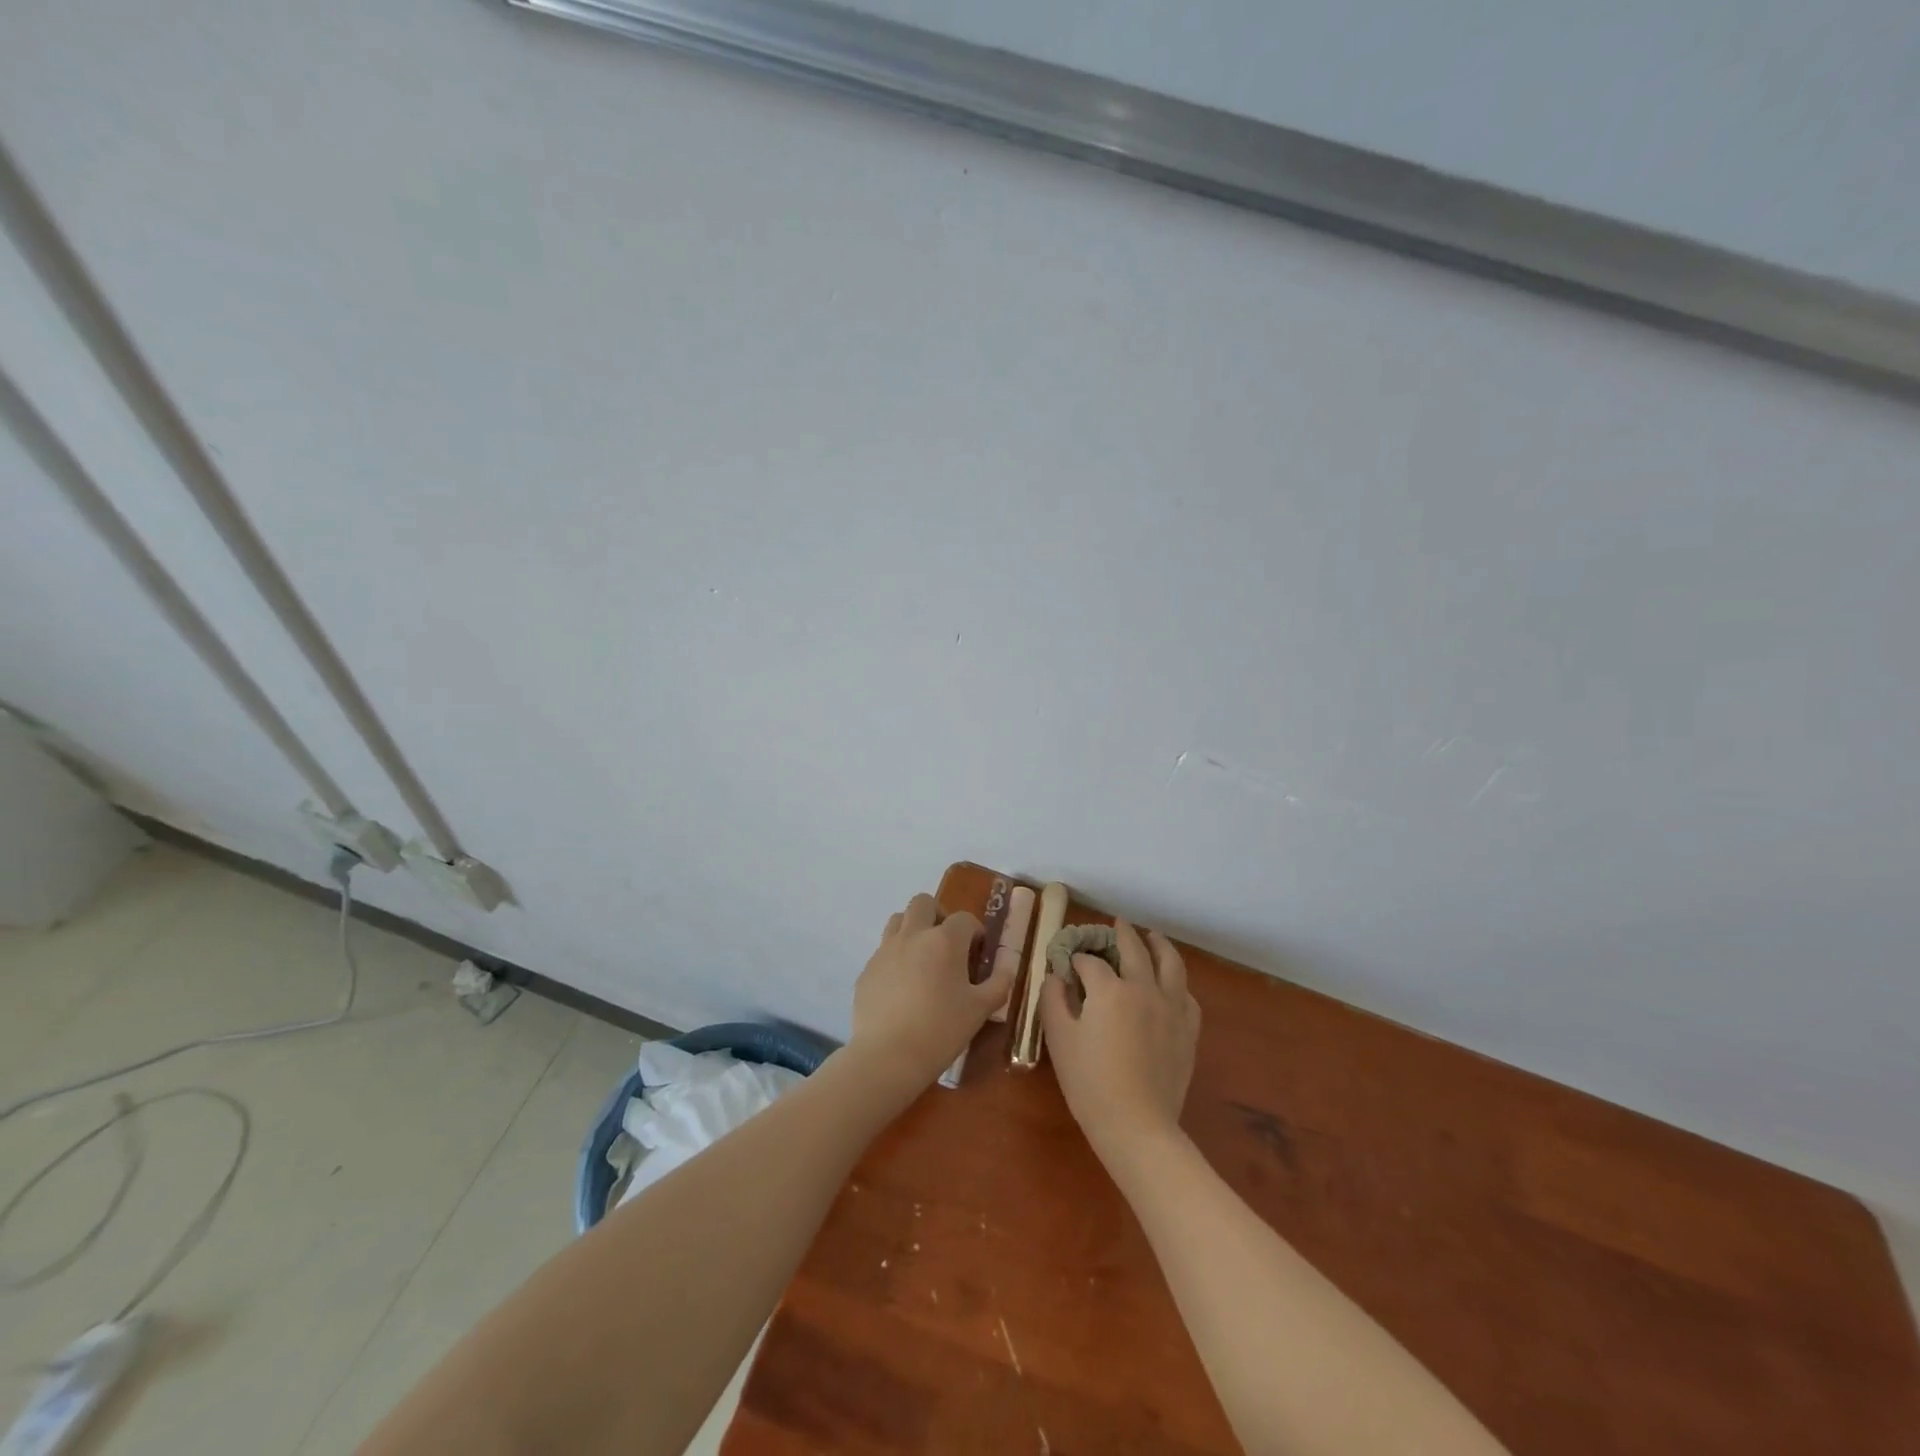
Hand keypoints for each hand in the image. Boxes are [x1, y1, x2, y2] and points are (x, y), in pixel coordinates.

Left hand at [846, 893, 1009, 1100]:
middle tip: (947, 943)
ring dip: (913, 929)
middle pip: (924, 903)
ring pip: (898, 920)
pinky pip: (883, 950)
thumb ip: (999, 983)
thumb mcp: (981, 1009)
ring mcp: (885, 950)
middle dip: (938, 915)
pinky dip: (895, 957)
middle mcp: (913, 935)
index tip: (978, 952)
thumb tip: (1007, 967)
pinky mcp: (867, 969)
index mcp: (945, 940)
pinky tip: (902, 987)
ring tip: (922, 958)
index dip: (975, 931)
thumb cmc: (941, 1030)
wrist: (888, 1056)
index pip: (964, 919)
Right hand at [1041, 920, 1199, 1163]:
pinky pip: (1186, 995)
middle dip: (1122, 934)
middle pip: (1135, 950)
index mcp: (1109, 989)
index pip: (1090, 962)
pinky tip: (1171, 985)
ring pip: (1171, 963)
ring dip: (1159, 945)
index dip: (1076, 959)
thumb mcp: (1059, 1039)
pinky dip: (1177, 982)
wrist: (1136, 1125)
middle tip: (1116, 924)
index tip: (1068, 962)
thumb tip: (1056, 977)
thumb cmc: (1089, 1083)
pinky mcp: (1188, 1030)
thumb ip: (1053, 1000)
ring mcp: (1171, 1007)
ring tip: (1152, 937)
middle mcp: (1144, 988)